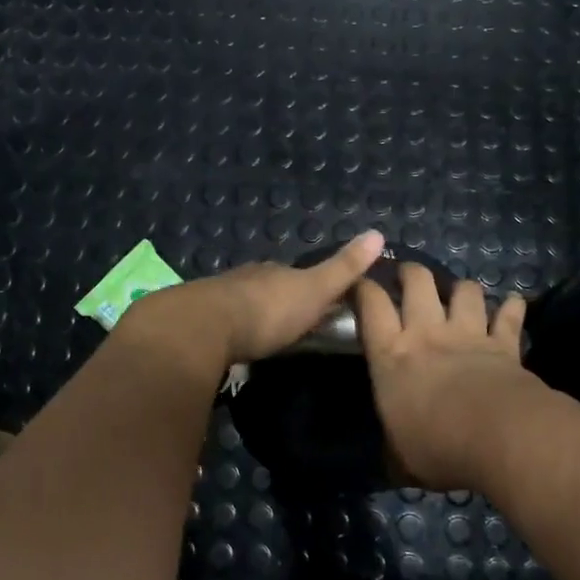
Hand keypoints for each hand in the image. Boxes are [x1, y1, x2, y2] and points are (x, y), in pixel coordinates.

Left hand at [119, 231, 386, 368]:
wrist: (207, 326)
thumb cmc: (269, 310)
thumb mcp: (315, 289)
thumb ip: (344, 268)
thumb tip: (378, 233)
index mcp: (276, 271)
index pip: (297, 275)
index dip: (312, 287)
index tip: (322, 303)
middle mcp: (248, 278)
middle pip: (269, 288)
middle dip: (280, 302)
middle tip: (294, 325)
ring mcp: (221, 298)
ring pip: (244, 304)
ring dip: (254, 316)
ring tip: (265, 338)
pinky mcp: (200, 322)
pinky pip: (223, 323)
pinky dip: (232, 331)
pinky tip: (235, 345)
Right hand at [355, 263, 540, 489]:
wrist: (501, 438)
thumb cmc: (438, 446)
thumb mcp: (400, 456)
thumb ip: (393, 446)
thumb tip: (390, 461)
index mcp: (392, 355)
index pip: (371, 306)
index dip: (363, 288)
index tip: (359, 283)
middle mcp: (427, 333)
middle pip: (417, 282)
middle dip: (411, 272)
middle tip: (407, 275)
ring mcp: (468, 334)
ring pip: (465, 291)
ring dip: (461, 288)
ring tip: (460, 293)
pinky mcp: (504, 344)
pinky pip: (510, 316)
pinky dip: (512, 308)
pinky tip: (514, 303)